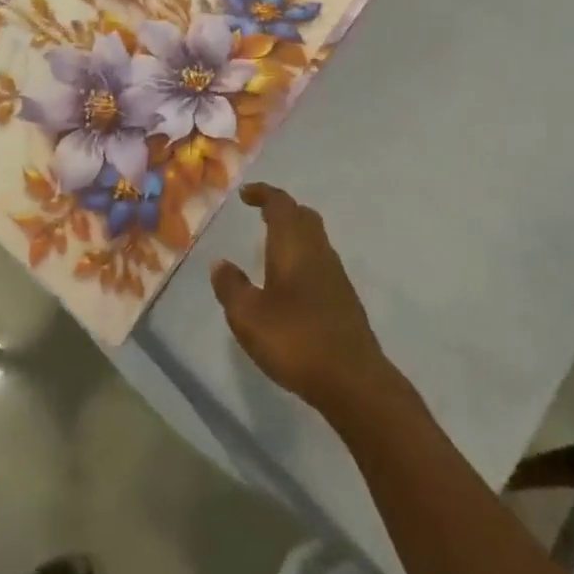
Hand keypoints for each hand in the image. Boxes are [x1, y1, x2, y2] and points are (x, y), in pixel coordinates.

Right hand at [211, 184, 392, 418]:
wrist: (353, 379)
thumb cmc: (295, 340)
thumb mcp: (248, 317)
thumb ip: (231, 287)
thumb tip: (220, 263)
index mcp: (294, 246)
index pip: (281, 205)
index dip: (263, 194)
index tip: (245, 194)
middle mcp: (318, 251)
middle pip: (303, 216)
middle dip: (281, 209)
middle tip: (260, 214)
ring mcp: (336, 275)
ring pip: (315, 238)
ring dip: (294, 233)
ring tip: (271, 247)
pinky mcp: (344, 298)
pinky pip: (320, 261)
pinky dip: (303, 257)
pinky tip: (291, 282)